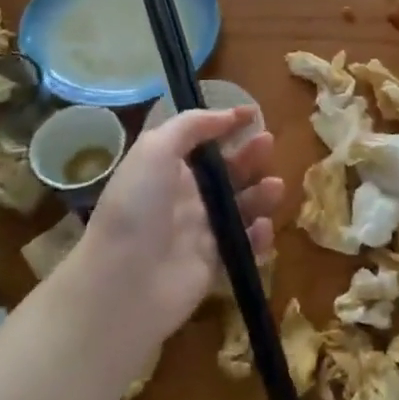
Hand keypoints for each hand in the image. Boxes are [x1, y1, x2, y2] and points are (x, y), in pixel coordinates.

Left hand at [72, 107, 282, 341]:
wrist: (123, 285)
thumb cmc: (137, 209)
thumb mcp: (155, 149)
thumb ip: (191, 125)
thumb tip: (228, 114)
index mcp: (167, 169)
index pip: (202, 141)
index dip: (226, 125)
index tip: (253, 115)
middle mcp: (185, 198)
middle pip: (227, 172)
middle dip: (250, 156)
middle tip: (268, 144)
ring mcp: (201, 232)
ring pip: (241, 207)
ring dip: (261, 194)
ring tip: (275, 187)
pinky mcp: (215, 263)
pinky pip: (244, 244)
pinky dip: (258, 236)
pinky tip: (263, 228)